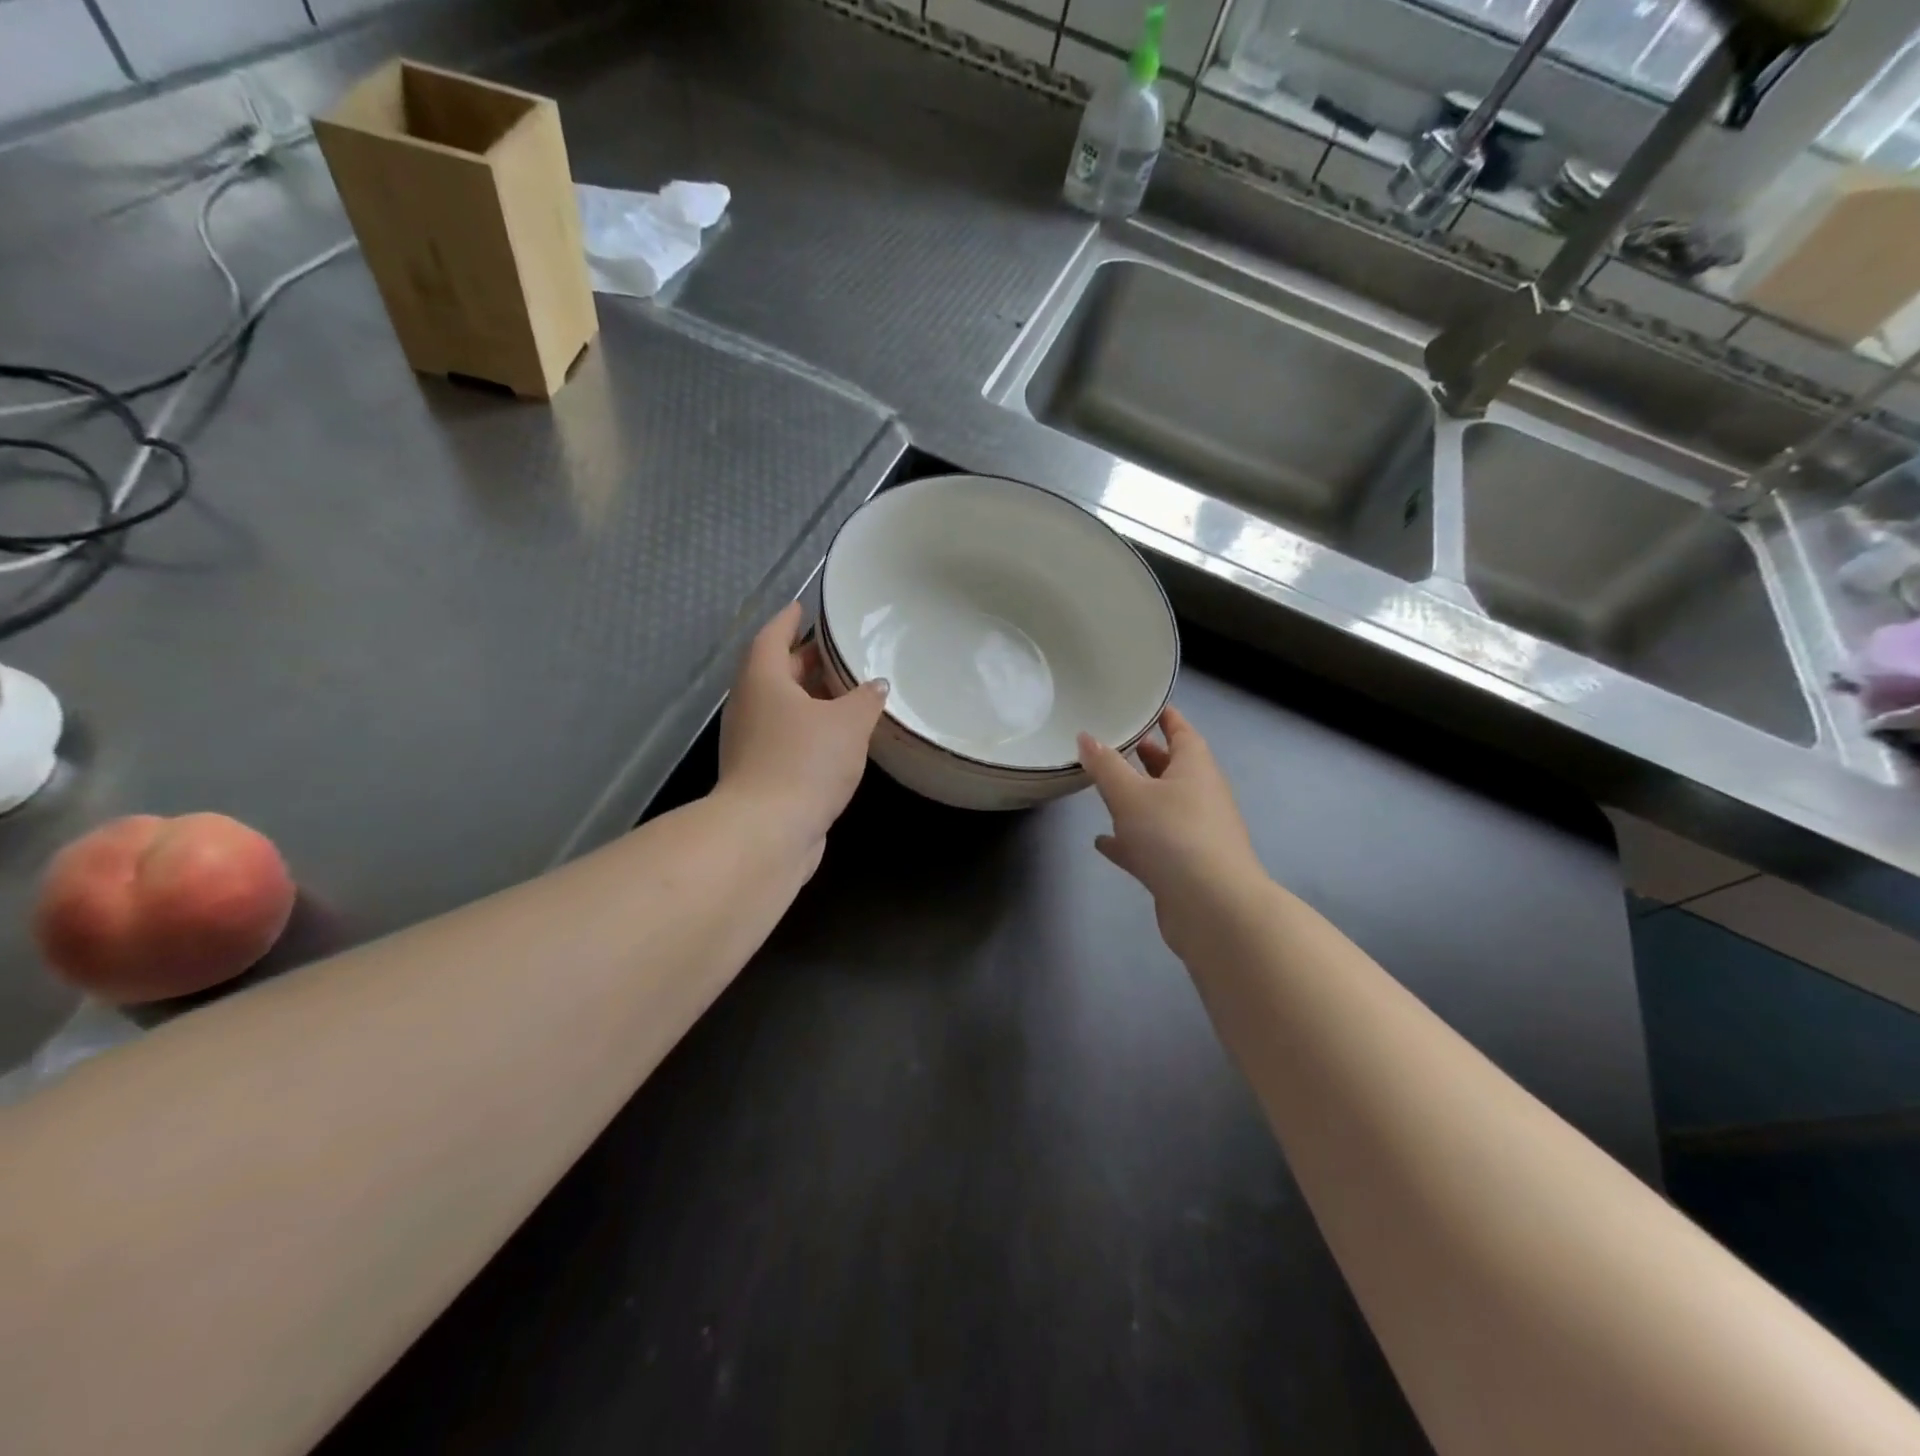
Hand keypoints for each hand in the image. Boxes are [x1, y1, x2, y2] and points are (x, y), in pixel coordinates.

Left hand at [718, 603, 888, 862]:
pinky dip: (808, 729)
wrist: (768, 831)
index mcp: (762, 680)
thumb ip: (865, 699)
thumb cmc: (805, 762)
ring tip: (845, 692)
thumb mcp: (847, 723)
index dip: (789, 620)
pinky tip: (837, 737)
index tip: (804, 606)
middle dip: (804, 660)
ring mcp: (750, 742)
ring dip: (809, 697)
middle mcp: (749, 706)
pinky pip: (784, 737)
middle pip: (775, 672)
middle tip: (837, 650)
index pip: (772, 636)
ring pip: (781, 707)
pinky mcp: (759, 773)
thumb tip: (877, 685)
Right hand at [1078, 708, 1263, 950]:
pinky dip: (1130, 841)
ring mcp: (1193, 835)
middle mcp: (1200, 797)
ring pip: (1161, 808)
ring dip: (1136, 800)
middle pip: (1172, 770)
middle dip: (1146, 757)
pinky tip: (1103, 842)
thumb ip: (1106, 766)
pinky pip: (1151, 845)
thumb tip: (1086, 736)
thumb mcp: (1131, 794)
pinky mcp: (1182, 868)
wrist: (1212, 908)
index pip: (1182, 733)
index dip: (1166, 718)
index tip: (1147, 707)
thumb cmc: (1173, 835)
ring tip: (1103, 790)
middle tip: (1115, 745)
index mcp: (1195, 769)